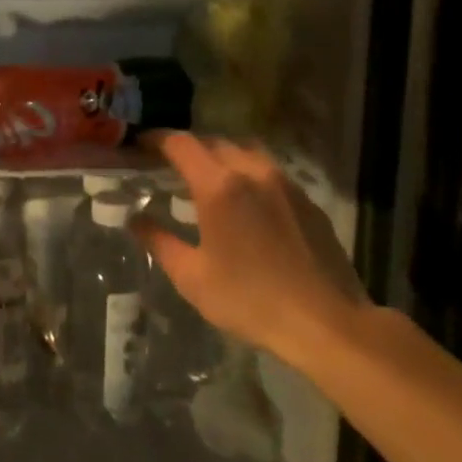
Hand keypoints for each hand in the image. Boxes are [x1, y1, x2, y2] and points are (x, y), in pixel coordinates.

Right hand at [136, 133, 373, 360]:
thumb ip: (159, 242)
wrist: (326, 322)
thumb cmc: (250, 300)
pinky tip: (244, 201)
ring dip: (221, 156)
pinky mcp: (308, 200)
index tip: (140, 145)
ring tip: (206, 178)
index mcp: (219, 186)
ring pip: (247, 151)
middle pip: (215, 142)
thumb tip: (135, 220)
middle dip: (188, 148)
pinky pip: (270, 171)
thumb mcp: (192, 277)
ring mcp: (286, 184)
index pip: (181, 144)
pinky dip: (248, 172)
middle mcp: (254, 172)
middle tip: (168, 165)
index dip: (156, 139)